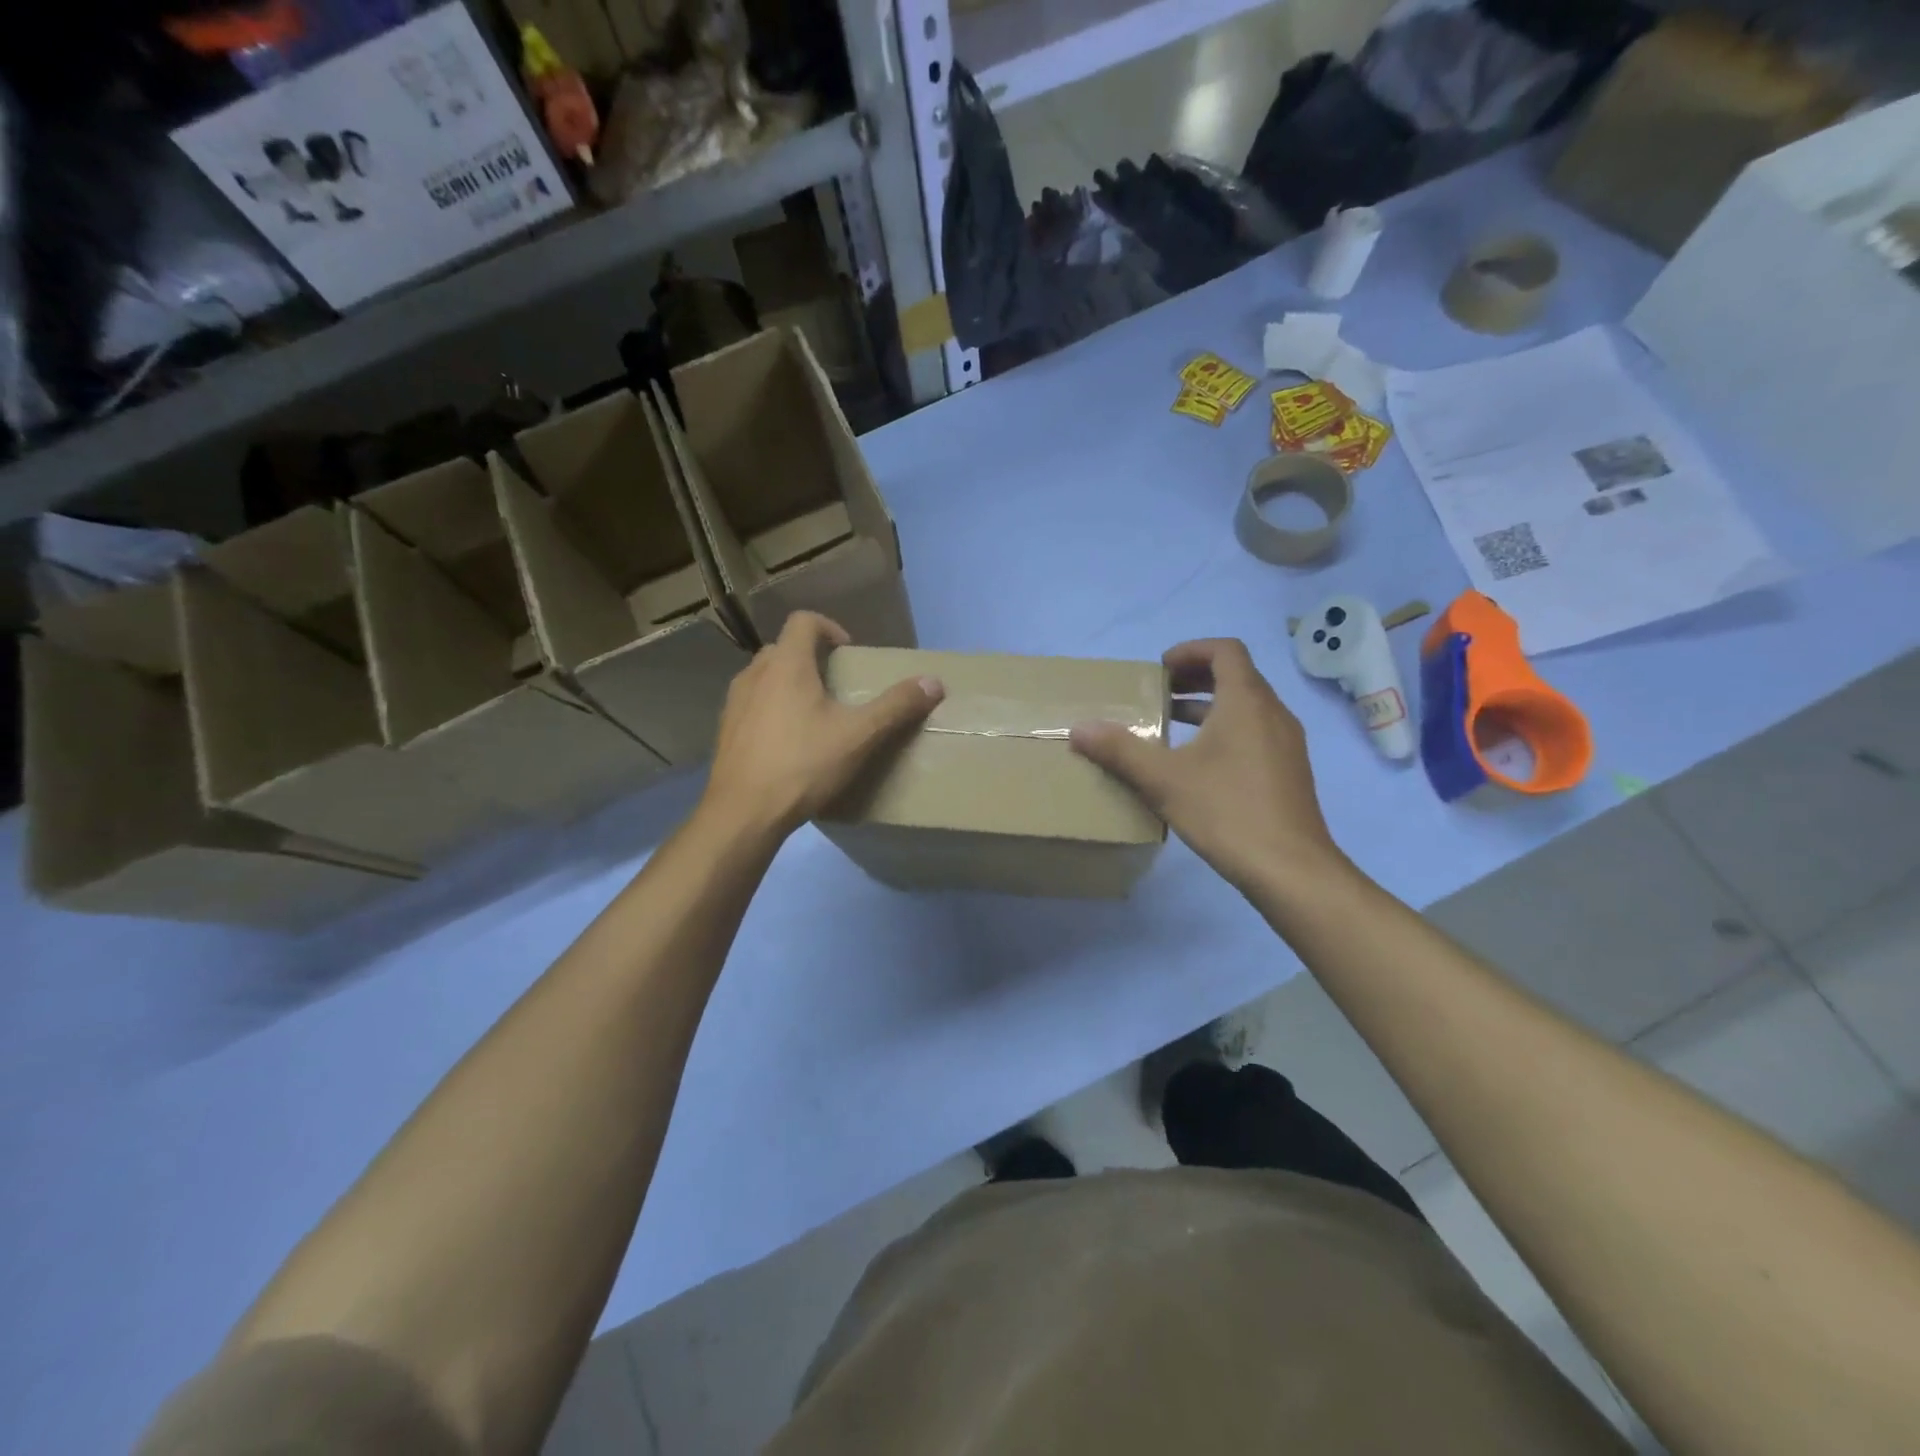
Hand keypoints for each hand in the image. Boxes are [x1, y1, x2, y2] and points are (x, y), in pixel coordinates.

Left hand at [701, 612, 942, 839]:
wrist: (744, 813)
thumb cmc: (803, 765)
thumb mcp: (859, 736)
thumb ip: (896, 706)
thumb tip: (934, 682)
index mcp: (786, 665)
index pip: (803, 621)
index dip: (829, 628)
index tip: (848, 652)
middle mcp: (755, 674)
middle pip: (783, 648)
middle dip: (810, 658)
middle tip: (836, 684)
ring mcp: (734, 703)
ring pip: (764, 677)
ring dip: (788, 684)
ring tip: (813, 714)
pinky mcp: (725, 731)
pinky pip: (752, 705)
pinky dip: (771, 709)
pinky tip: (788, 743)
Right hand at [1069, 638, 1343, 894]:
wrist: (1290, 869)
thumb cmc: (1226, 811)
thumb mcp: (1163, 779)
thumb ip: (1120, 750)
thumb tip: (1079, 729)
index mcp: (1246, 701)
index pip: (1225, 650)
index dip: (1190, 650)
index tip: (1160, 670)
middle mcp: (1273, 712)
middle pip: (1236, 675)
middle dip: (1194, 678)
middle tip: (1159, 694)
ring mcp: (1286, 743)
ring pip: (1246, 706)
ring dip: (1209, 706)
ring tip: (1171, 725)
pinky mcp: (1289, 770)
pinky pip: (1255, 731)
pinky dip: (1226, 730)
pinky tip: (1200, 765)